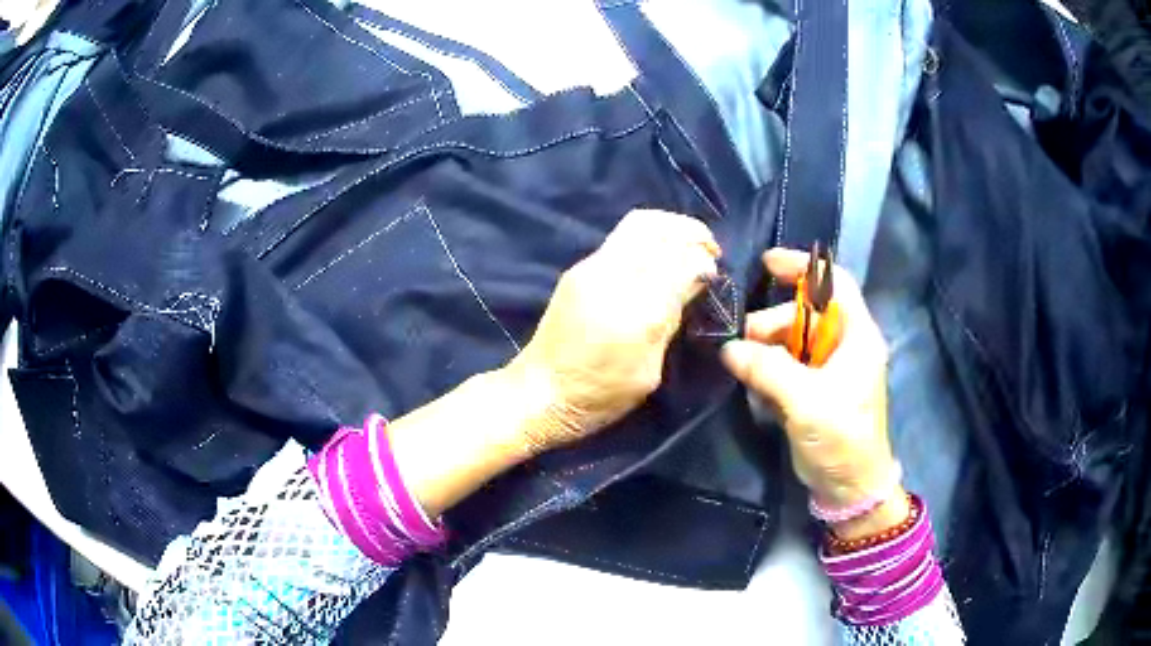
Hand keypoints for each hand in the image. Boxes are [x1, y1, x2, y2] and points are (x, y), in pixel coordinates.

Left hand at [507, 209, 719, 454]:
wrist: (539, 392)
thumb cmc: (599, 396)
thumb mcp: (648, 371)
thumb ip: (670, 321)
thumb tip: (693, 282)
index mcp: (634, 311)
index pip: (679, 261)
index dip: (703, 261)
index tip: (714, 273)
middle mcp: (611, 277)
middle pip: (659, 229)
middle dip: (691, 232)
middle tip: (710, 250)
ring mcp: (590, 268)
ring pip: (639, 223)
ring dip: (671, 227)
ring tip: (689, 245)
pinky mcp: (577, 269)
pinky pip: (622, 236)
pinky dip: (650, 236)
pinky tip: (661, 254)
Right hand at [720, 249, 905, 537]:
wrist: (850, 487)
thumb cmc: (842, 439)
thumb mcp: (807, 402)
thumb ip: (768, 369)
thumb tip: (729, 348)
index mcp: (857, 337)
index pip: (834, 284)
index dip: (803, 268)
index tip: (766, 264)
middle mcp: (846, 345)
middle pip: (806, 315)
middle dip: (773, 323)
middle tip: (742, 342)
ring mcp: (831, 369)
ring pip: (794, 341)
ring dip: (767, 348)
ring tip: (742, 365)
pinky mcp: (817, 390)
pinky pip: (789, 366)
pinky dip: (770, 368)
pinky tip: (754, 381)